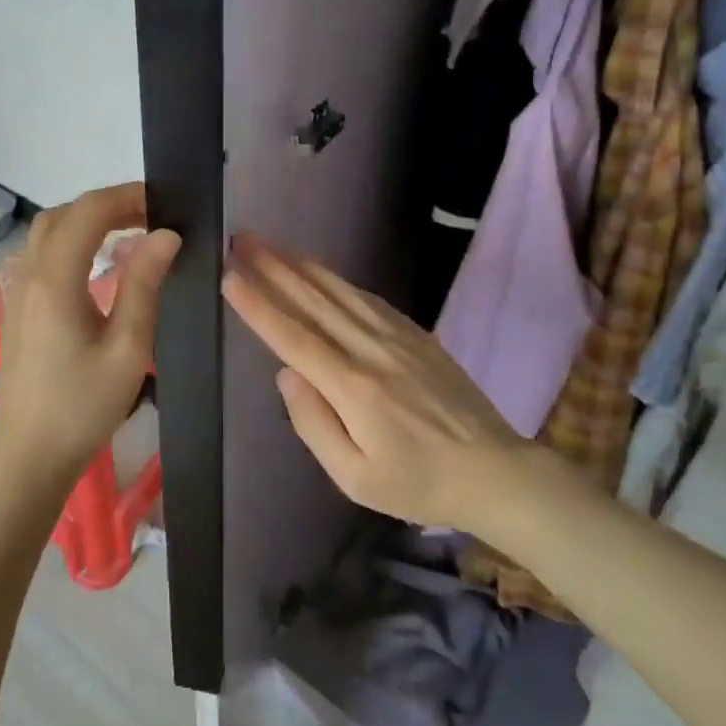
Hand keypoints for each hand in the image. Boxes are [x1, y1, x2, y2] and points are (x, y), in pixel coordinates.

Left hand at [0, 183, 180, 499]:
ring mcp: (18, 290)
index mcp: (55, 279)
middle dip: (107, 204)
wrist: (30, 455)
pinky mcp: (18, 307)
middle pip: (63, 214)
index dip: (127, 197)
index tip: (164, 204)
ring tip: (130, 231)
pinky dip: (72, 240)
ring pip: (48, 231)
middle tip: (151, 215)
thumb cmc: (83, 406)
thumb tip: (166, 234)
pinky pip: (42, 253)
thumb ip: (144, 284)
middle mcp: (29, 274)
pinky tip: (99, 262)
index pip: (88, 211)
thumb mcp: (127, 347)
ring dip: (87, 220)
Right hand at [221, 233, 524, 531]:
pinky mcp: (416, 334)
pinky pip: (368, 297)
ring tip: (270, 244)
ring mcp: (397, 337)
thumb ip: (314, 424)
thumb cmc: (418, 483)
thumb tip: (286, 374)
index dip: (259, 304)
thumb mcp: (356, 478)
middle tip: (241, 241)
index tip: (230, 276)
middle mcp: (371, 350)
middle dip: (272, 268)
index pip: (293, 336)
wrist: (495, 471)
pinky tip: (320, 269)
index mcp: (353, 387)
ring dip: (300, 264)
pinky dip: (336, 278)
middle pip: (312, 301)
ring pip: (339, 291)